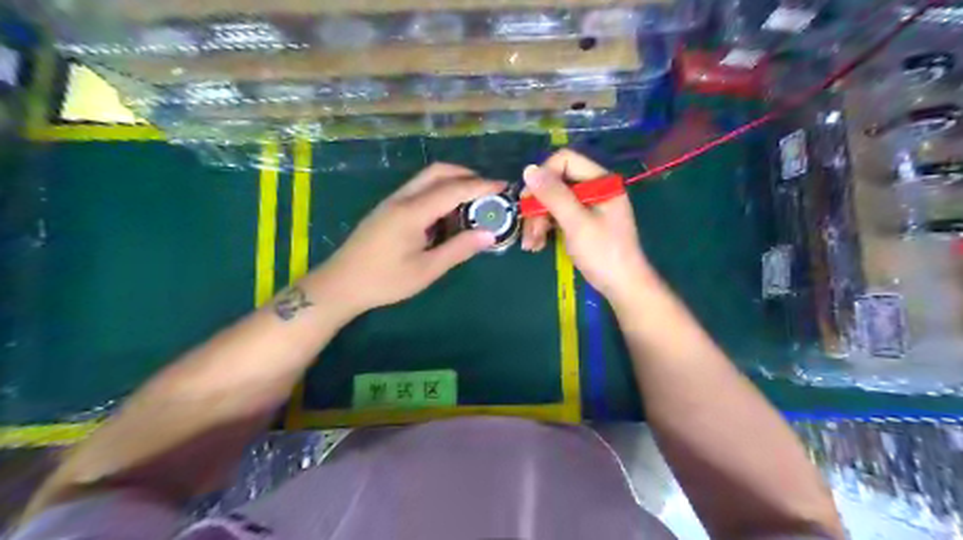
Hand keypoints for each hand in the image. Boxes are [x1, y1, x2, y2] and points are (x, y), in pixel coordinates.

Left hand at [317, 165, 507, 316]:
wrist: (340, 284)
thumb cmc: (385, 280)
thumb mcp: (426, 270)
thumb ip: (458, 249)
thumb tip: (489, 234)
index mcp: (412, 212)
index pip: (453, 189)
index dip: (481, 186)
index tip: (503, 186)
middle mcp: (402, 198)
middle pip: (438, 172)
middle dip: (466, 175)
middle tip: (488, 192)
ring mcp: (392, 202)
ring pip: (426, 179)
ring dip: (451, 183)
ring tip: (472, 203)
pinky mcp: (388, 209)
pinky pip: (418, 190)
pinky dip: (438, 193)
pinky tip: (446, 215)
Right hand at [523, 150, 658, 302]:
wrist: (622, 286)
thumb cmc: (603, 253)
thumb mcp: (576, 223)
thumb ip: (554, 195)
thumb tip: (528, 169)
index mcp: (601, 181)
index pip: (565, 161)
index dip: (544, 176)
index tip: (529, 199)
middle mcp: (594, 188)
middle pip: (556, 183)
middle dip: (538, 206)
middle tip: (527, 228)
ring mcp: (587, 206)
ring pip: (552, 202)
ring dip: (537, 221)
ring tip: (530, 244)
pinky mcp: (581, 222)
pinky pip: (557, 216)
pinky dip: (544, 229)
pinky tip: (536, 245)